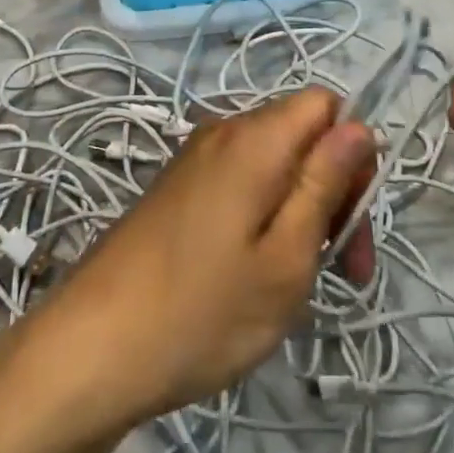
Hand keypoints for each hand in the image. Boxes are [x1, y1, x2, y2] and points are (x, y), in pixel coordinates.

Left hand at [36, 88, 375, 429]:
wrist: (92, 347)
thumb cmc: (202, 311)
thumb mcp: (286, 258)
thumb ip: (325, 183)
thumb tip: (361, 127)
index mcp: (255, 138)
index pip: (326, 105)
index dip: (351, 155)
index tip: (350, 220)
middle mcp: (223, 131)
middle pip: (302, 134)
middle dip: (332, 189)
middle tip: (342, 268)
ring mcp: (195, 158)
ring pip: (273, 162)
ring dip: (300, 209)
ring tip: (296, 280)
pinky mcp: (178, 187)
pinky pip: (241, 180)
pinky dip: (264, 214)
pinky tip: (255, 272)